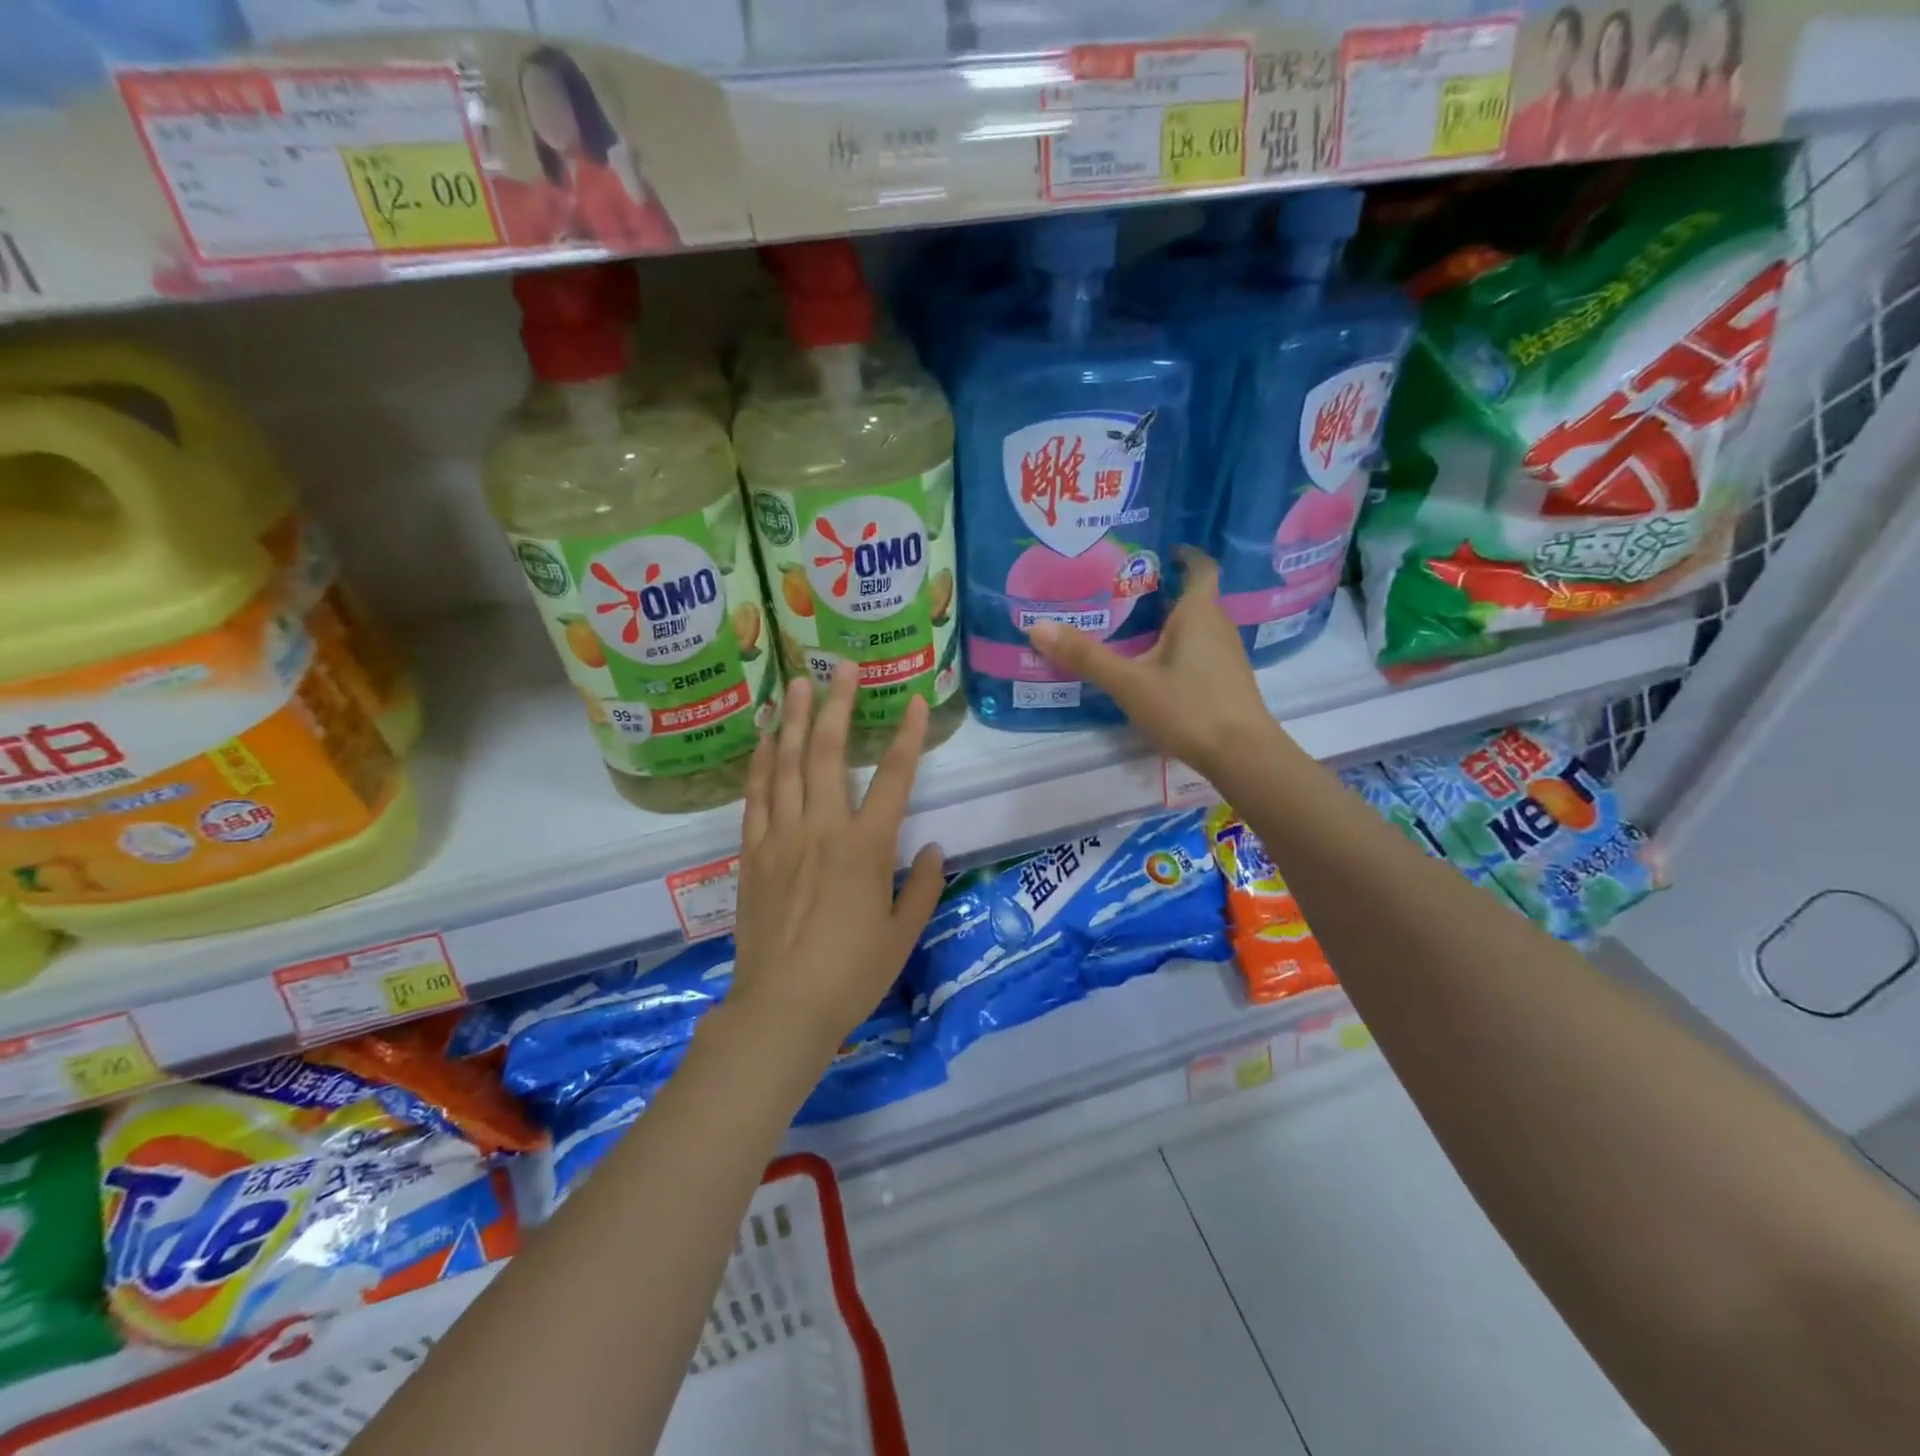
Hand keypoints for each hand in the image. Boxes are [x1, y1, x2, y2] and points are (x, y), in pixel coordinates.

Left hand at [728, 662, 945, 1057]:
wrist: (781, 1008)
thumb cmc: (851, 974)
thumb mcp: (903, 935)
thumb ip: (922, 887)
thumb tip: (930, 847)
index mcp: (866, 848)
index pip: (894, 778)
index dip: (907, 736)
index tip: (913, 701)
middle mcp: (823, 830)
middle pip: (829, 754)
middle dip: (837, 705)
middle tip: (841, 666)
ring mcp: (781, 837)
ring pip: (786, 765)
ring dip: (793, 721)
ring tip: (796, 683)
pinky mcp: (752, 853)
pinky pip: (755, 796)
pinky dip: (761, 763)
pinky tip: (764, 739)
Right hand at [1027, 551, 1279, 778]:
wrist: (1242, 755)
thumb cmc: (1188, 707)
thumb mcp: (1130, 683)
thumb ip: (1086, 657)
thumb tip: (1037, 628)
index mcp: (1199, 613)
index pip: (1200, 567)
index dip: (1183, 554)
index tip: (1159, 550)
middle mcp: (1218, 626)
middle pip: (1193, 596)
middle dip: (1162, 590)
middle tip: (1122, 590)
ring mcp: (1226, 654)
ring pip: (1196, 625)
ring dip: (1169, 621)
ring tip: (1131, 626)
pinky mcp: (1226, 680)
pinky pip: (1199, 649)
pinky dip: (1177, 647)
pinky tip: (1153, 665)